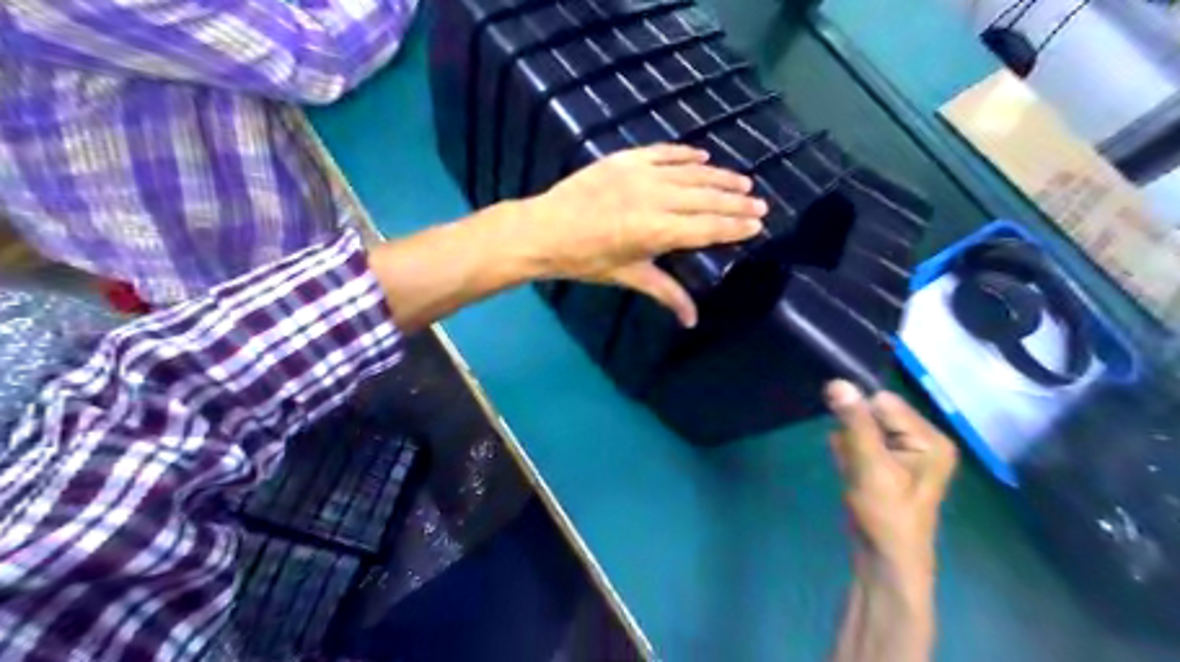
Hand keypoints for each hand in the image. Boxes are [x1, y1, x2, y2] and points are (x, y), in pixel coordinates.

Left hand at [518, 143, 765, 325]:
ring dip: (719, 177)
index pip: (706, 227)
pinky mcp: (623, 159)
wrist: (543, 230)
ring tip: (742, 181)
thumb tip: (693, 321)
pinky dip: (685, 154)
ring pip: (690, 173)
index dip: (734, 226)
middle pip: (705, 199)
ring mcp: (639, 174)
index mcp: (655, 231)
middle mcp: (653, 198)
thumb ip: (665, 293)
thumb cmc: (584, 260)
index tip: (758, 223)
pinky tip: (703, 156)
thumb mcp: (627, 276)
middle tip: (759, 203)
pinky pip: (662, 152)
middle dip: (735, 202)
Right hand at [823, 380, 955, 575]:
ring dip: (849, 444)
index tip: (851, 440)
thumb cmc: (886, 515)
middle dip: (854, 432)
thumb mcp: (871, 466)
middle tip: (856, 461)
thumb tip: (837, 382)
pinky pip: (860, 442)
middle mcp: (923, 440)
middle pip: (874, 414)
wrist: (884, 560)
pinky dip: (849, 453)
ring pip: (863, 428)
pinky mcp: (888, 463)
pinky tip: (851, 472)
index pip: (884, 402)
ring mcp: (905, 453)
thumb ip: (855, 423)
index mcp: (931, 438)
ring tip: (855, 469)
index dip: (861, 415)